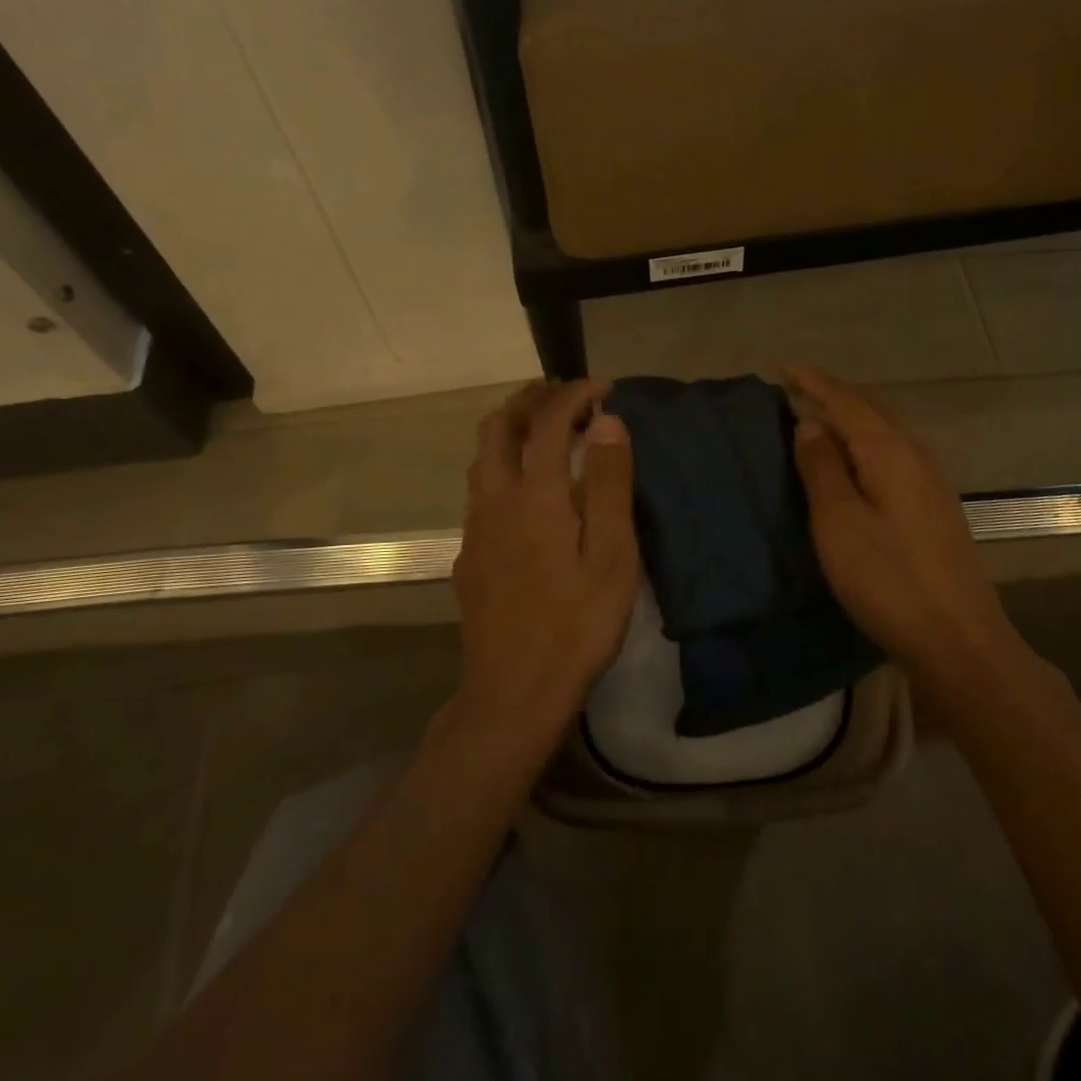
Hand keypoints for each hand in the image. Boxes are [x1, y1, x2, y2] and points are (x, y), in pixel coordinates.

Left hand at [452, 379, 640, 733]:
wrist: (513, 694)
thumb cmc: (577, 625)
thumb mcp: (612, 555)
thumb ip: (609, 484)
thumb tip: (606, 421)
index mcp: (535, 495)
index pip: (549, 421)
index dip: (575, 394)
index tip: (604, 387)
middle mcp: (495, 500)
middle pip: (498, 428)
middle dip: (530, 399)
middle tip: (564, 393)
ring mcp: (475, 529)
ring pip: (482, 458)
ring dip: (510, 430)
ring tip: (544, 431)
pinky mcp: (468, 556)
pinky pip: (480, 491)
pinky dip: (503, 467)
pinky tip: (526, 493)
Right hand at [785, 366, 1010, 676]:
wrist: (958, 639)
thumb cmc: (888, 579)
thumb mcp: (839, 522)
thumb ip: (821, 467)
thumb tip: (809, 422)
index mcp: (889, 450)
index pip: (845, 400)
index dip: (810, 382)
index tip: (778, 367)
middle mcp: (915, 453)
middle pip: (868, 408)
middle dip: (830, 393)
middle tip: (792, 387)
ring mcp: (930, 479)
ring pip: (882, 430)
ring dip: (848, 416)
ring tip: (815, 416)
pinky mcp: (933, 503)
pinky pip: (891, 451)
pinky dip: (863, 441)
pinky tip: (851, 459)